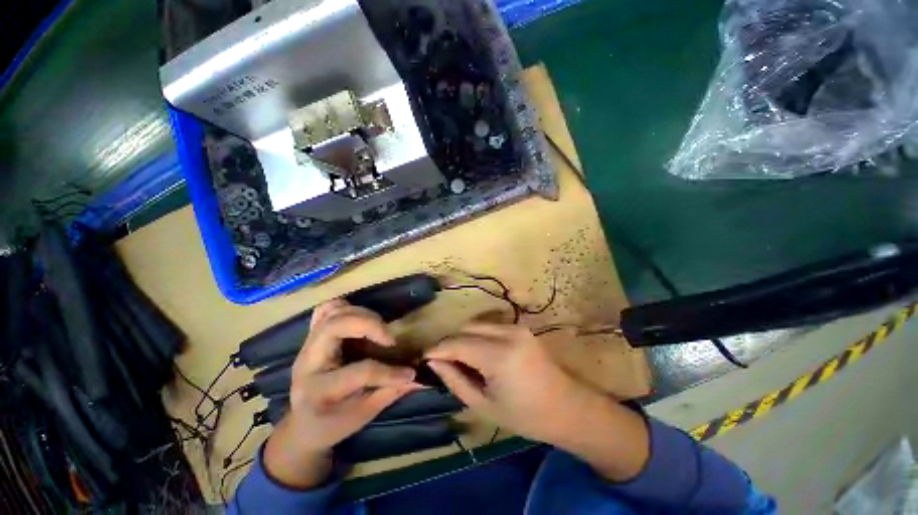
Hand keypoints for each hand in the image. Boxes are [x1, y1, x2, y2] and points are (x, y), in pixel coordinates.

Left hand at [264, 300, 418, 488]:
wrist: (303, 424)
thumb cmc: (333, 424)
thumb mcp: (364, 414)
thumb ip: (393, 391)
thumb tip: (420, 377)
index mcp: (320, 390)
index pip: (360, 372)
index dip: (390, 372)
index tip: (411, 373)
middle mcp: (309, 362)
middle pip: (336, 327)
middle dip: (369, 325)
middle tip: (389, 338)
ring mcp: (307, 345)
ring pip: (332, 313)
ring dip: (361, 314)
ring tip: (379, 328)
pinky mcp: (311, 336)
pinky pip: (326, 311)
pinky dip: (346, 308)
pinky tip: (362, 320)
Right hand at [424, 323, 595, 445]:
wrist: (567, 407)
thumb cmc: (525, 416)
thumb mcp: (483, 405)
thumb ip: (455, 380)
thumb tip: (433, 362)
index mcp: (499, 356)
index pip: (457, 343)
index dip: (436, 349)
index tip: (423, 358)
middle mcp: (507, 333)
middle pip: (465, 328)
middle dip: (449, 343)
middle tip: (441, 362)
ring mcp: (516, 327)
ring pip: (476, 324)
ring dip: (463, 338)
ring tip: (459, 359)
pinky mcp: (520, 327)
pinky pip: (489, 326)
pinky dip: (477, 336)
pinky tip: (477, 353)